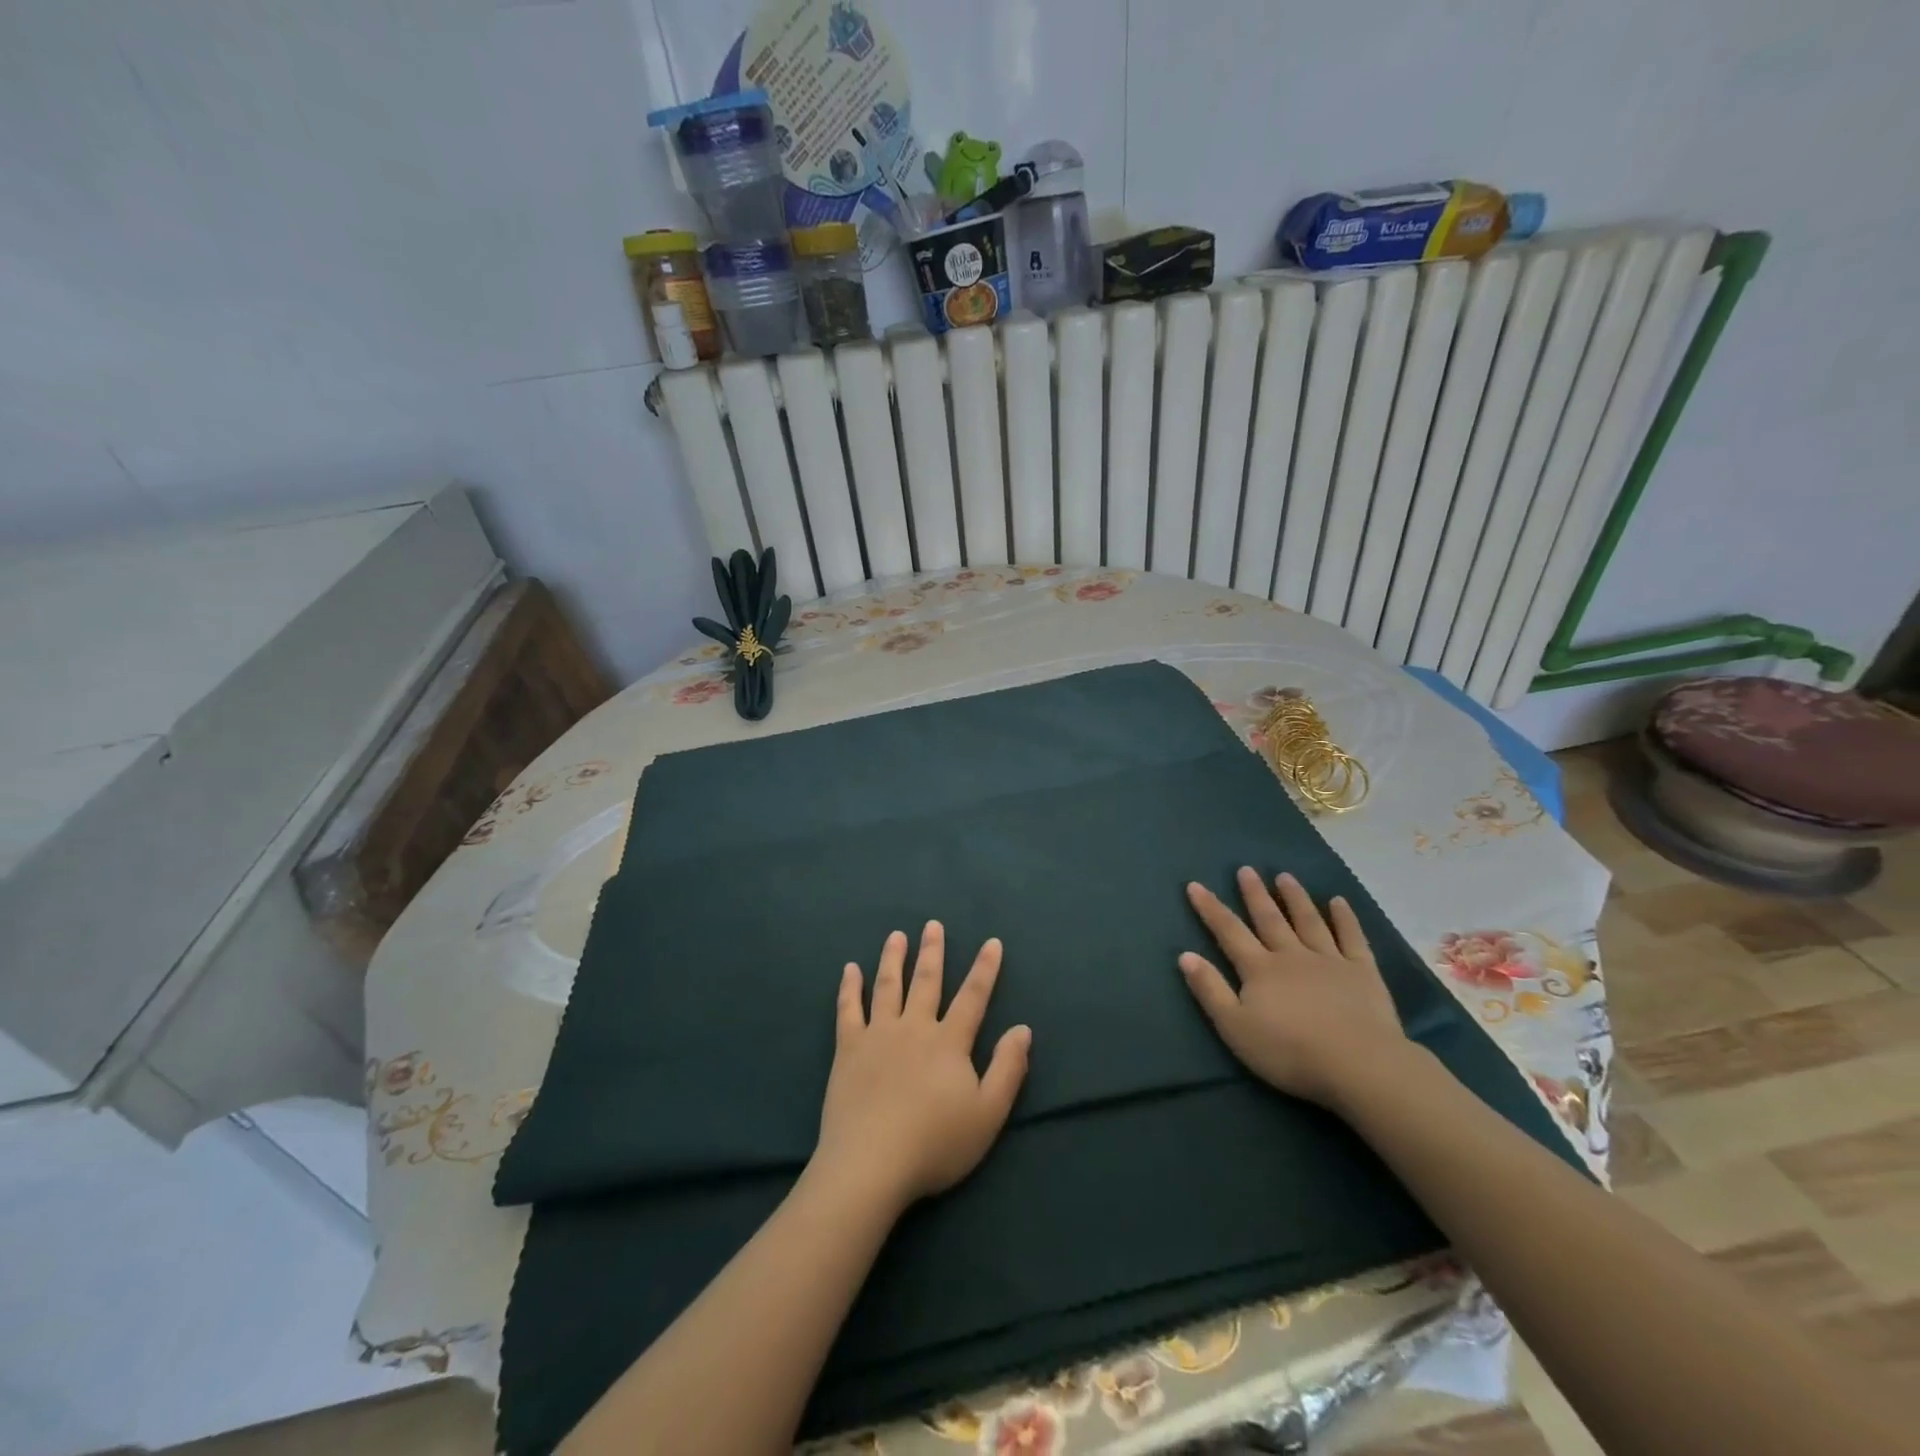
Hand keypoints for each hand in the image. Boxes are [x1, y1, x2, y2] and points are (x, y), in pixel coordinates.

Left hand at [812, 922, 1030, 1214]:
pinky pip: (849, 1009)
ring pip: (888, 986)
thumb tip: (1023, 1028)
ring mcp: (878, 1035)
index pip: (973, 997)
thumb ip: (1008, 1069)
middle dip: (932, 951)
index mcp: (949, 1042)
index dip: (984, 969)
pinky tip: (850, 969)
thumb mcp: (987, 1114)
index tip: (992, 942)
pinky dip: (850, 987)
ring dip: (893, 958)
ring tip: (896, 936)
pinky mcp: (849, 1049)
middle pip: (927, 982)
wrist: (871, 1164)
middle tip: (933, 924)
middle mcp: (915, 1028)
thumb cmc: (935, 1143)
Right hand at [1180, 868, 1408, 1112]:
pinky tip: (1338, 902)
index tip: (1195, 885)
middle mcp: (1291, 955)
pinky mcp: (1362, 972)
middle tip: (1246, 869)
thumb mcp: (1235, 1027)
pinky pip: (1352, 938)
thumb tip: (1185, 955)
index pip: (1228, 932)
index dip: (1210, 908)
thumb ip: (1210, 990)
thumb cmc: (1289, 1051)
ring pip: (1308, 921)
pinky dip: (1345, 918)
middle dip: (1255, 894)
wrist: (1358, 1065)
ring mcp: (1329, 960)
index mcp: (1260, 969)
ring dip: (1295, 898)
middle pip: (1269, 919)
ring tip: (1284, 876)